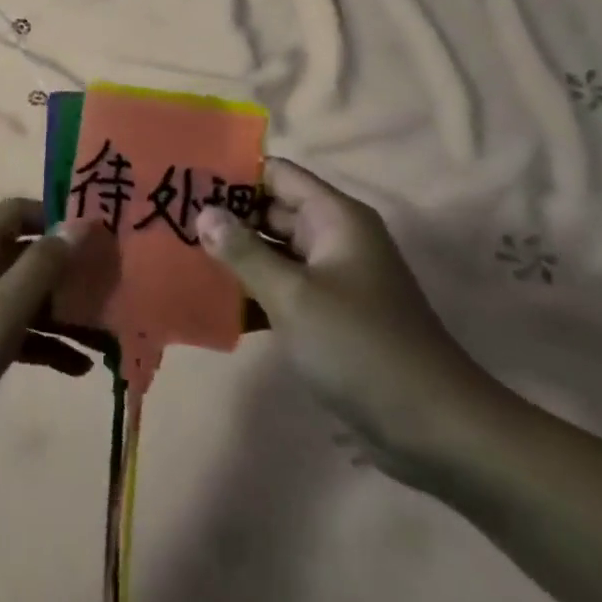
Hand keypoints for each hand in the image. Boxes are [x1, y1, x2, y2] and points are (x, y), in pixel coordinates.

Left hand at [0, 199, 100, 476]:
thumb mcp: (1, 308)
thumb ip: (42, 265)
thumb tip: (81, 224)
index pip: (19, 211)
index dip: (56, 215)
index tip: (98, 234)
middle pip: (30, 255)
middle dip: (72, 268)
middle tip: (116, 285)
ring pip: (30, 298)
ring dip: (67, 311)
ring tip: (111, 332)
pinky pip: (21, 335)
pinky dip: (50, 345)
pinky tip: (81, 367)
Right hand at [196, 160, 500, 482]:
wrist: (433, 428)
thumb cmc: (361, 347)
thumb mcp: (294, 296)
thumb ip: (244, 252)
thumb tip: (204, 213)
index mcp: (335, 219)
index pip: (277, 175)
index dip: (233, 173)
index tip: (185, 179)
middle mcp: (333, 239)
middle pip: (270, 212)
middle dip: (224, 217)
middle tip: (168, 221)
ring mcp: (331, 280)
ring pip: (272, 254)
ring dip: (232, 258)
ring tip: (175, 257)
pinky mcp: (327, 317)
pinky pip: (280, 291)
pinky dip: (250, 294)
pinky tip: (207, 304)